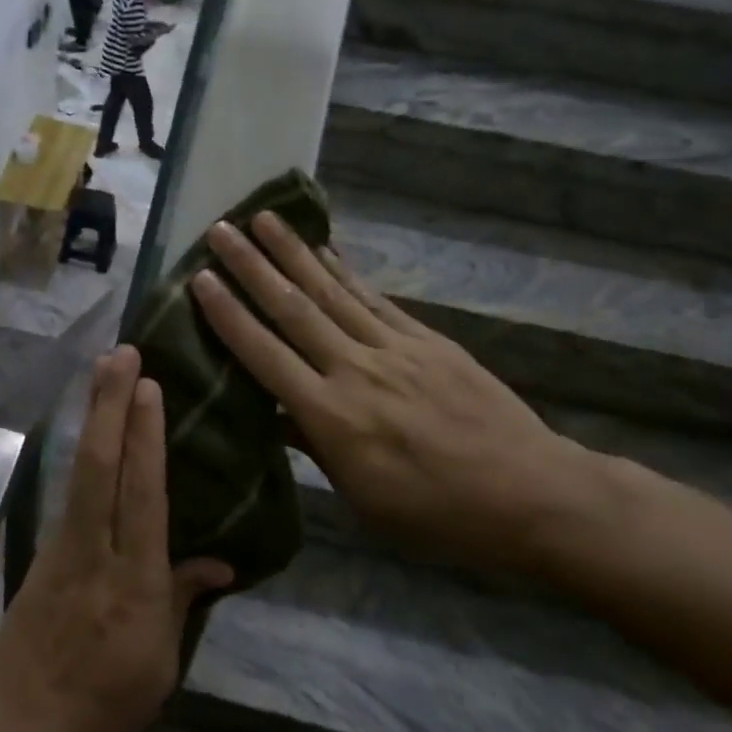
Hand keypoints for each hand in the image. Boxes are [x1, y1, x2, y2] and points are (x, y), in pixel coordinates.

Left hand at [0, 347, 233, 731]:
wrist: (20, 727)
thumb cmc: (104, 705)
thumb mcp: (160, 664)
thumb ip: (183, 600)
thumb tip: (219, 561)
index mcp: (135, 582)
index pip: (143, 494)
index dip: (146, 437)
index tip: (149, 387)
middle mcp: (96, 552)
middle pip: (103, 466)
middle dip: (112, 405)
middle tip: (121, 353)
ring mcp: (63, 548)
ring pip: (81, 470)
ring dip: (93, 416)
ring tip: (103, 373)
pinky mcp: (43, 553)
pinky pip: (69, 492)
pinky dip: (83, 452)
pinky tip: (92, 432)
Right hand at [188, 214, 607, 575]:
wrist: (532, 493)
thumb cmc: (436, 513)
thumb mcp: (362, 496)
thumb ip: (313, 445)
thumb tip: (272, 411)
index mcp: (332, 417)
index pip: (266, 356)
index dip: (229, 316)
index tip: (200, 279)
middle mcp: (356, 370)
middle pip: (294, 310)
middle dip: (252, 267)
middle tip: (220, 230)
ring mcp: (395, 349)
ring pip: (332, 292)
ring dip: (294, 253)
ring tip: (263, 219)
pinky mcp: (427, 340)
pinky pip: (374, 299)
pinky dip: (345, 272)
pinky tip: (324, 250)